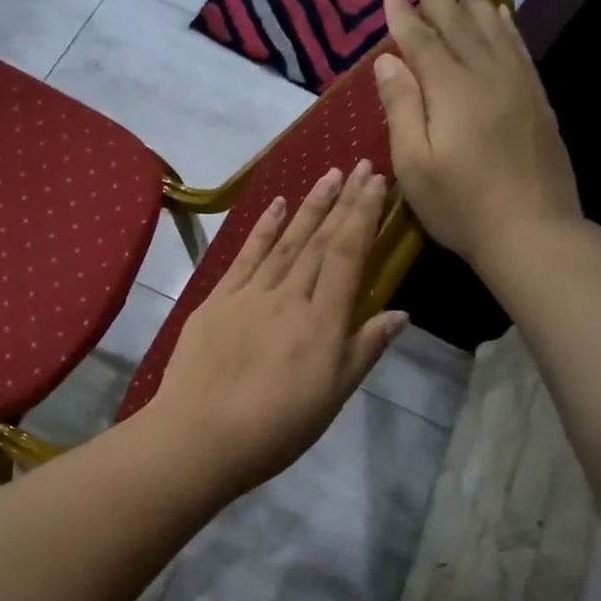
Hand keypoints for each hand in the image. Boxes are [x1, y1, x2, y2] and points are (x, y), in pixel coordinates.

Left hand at [147, 162, 406, 494]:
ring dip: (308, 206)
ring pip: (285, 242)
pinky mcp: (217, 300)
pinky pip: (245, 256)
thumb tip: (400, 312)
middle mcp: (288, 298)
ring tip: (327, 175)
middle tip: (358, 165)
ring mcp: (249, 295)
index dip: (362, 216)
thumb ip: (364, 350)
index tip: (375, 183)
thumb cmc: (275, 428)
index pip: (346, 256)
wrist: (200, 435)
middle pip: (319, 241)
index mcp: (322, 323)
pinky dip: (262, 229)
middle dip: (341, 201)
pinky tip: (276, 206)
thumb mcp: (332, 397)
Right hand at [373, 0, 582, 271]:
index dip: (404, 13)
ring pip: (492, 29)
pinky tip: (500, 14)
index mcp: (450, 90)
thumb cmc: (460, 204)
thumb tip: (388, 60)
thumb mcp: (413, 162)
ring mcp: (516, 85)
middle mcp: (485, 75)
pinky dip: (506, 25)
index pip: (421, 40)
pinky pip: (518, 48)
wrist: (532, 230)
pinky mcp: (536, 99)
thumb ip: (401, 106)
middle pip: (457, 24)